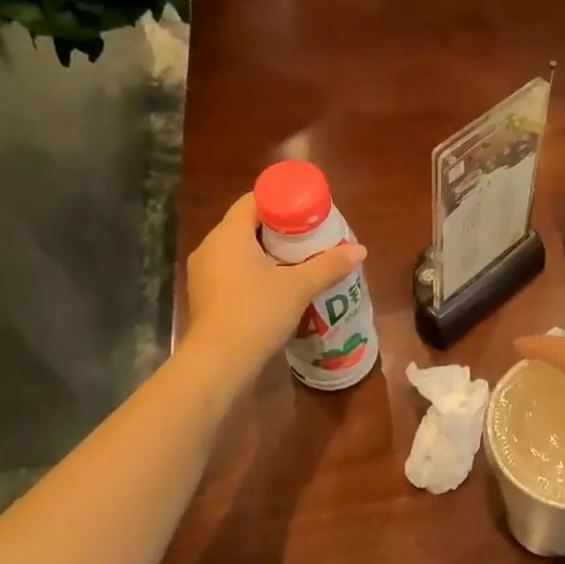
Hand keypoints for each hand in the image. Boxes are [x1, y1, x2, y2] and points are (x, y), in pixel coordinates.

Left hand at [183, 194, 366, 379]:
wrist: (219, 363)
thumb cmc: (257, 313)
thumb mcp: (299, 287)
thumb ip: (329, 265)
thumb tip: (361, 250)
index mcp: (229, 234)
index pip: (253, 200)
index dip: (282, 201)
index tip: (307, 211)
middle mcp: (210, 247)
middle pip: (246, 224)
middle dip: (278, 228)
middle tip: (309, 236)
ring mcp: (203, 273)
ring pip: (238, 250)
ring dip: (266, 252)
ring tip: (297, 261)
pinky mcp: (205, 296)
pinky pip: (231, 271)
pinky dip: (253, 272)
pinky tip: (276, 286)